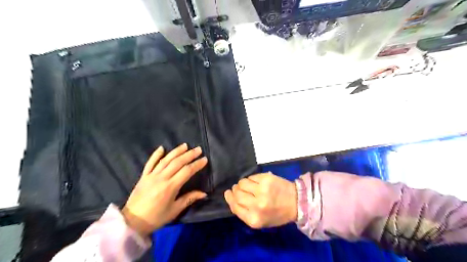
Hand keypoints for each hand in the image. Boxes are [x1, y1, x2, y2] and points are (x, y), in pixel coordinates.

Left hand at [121, 143, 207, 237]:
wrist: (132, 222)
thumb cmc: (156, 218)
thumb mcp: (174, 210)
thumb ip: (189, 199)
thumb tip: (204, 193)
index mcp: (170, 187)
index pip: (187, 171)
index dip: (197, 164)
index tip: (205, 159)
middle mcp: (161, 178)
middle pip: (178, 162)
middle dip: (189, 155)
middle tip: (198, 149)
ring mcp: (151, 176)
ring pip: (166, 160)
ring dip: (176, 151)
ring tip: (185, 145)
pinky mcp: (143, 176)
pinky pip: (150, 163)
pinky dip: (156, 154)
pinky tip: (162, 148)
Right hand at [224, 173, 295, 227]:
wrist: (296, 202)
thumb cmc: (277, 214)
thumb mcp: (260, 221)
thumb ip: (244, 212)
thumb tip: (231, 197)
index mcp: (254, 219)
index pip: (234, 206)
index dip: (229, 198)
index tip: (228, 193)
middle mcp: (256, 205)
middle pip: (237, 194)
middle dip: (235, 190)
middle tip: (237, 188)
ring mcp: (261, 190)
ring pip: (242, 183)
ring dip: (242, 183)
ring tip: (249, 186)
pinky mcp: (266, 179)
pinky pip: (251, 177)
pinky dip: (251, 179)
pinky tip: (256, 182)